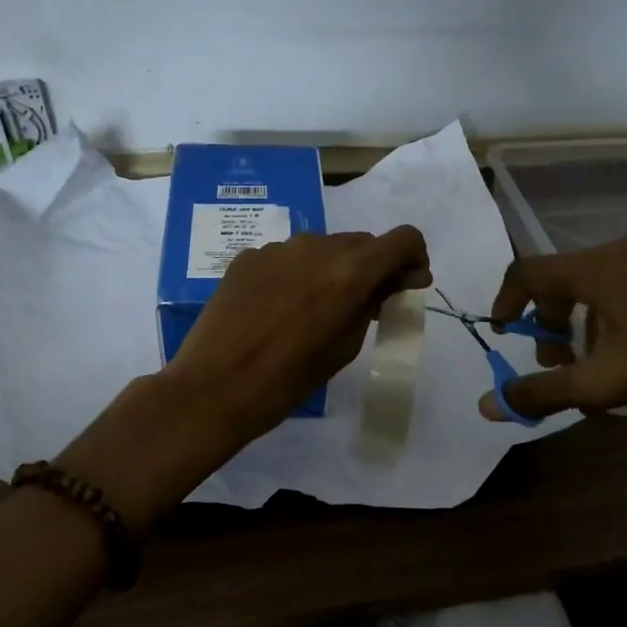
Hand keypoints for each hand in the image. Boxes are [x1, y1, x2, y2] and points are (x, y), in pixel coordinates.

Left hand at [167, 227, 432, 446]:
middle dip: (372, 268)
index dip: (413, 259)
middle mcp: (316, 247)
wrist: (213, 387)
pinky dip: (297, 275)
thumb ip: (370, 307)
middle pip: (361, 243)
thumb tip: (387, 285)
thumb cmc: (287, 380)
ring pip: (322, 249)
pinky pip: (288, 258)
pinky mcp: (248, 257)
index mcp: (350, 271)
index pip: (403, 239)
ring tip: (316, 309)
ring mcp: (278, 248)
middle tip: (366, 304)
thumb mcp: (343, 348)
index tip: (407, 284)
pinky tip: (280, 308)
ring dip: (333, 270)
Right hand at [479, 233, 626, 421]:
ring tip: (606, 363)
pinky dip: (620, 311)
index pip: (526, 272)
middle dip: (551, 324)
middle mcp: (620, 249)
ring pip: (602, 284)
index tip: (503, 332)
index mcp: (593, 268)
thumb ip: (545, 393)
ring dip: (588, 322)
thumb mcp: (607, 381)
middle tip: (561, 363)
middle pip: (564, 281)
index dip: (506, 301)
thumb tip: (488, 405)